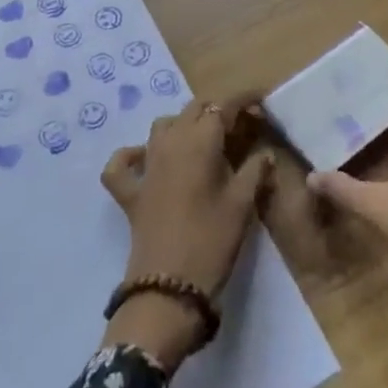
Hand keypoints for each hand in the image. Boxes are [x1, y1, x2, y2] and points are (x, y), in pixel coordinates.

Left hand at [99, 101, 271, 373]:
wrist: (169, 287)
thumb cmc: (213, 240)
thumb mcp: (242, 204)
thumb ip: (255, 170)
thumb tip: (265, 152)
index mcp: (200, 141)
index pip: (223, 106)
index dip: (243, 100)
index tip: (260, 102)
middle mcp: (170, 142)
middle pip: (193, 109)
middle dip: (217, 110)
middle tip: (239, 125)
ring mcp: (146, 165)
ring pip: (163, 126)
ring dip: (183, 124)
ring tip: (203, 139)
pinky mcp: (130, 191)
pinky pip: (123, 163)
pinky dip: (132, 155)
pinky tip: (145, 159)